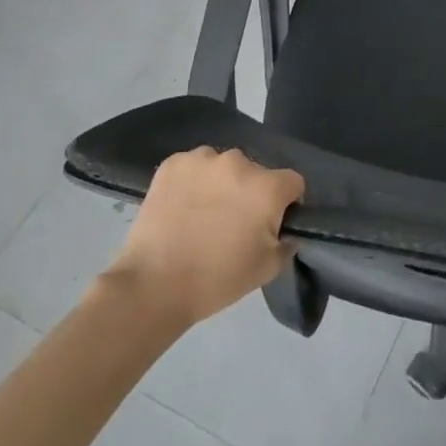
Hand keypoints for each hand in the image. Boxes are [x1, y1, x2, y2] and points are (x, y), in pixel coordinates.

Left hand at [103, 147, 303, 328]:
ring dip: (221, 183)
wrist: (152, 286)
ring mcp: (203, 159)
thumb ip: (287, 242)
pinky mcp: (173, 163)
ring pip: (223, 167)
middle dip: (251, 193)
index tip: (271, 224)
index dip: (286, 203)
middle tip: (233, 223)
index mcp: (267, 187)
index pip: (292, 183)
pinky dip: (193, 181)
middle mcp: (239, 162)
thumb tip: (288, 230)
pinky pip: (194, 166)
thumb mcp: (267, 269)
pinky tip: (182, 206)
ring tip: (203, 214)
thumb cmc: (217, 280)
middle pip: (256, 173)